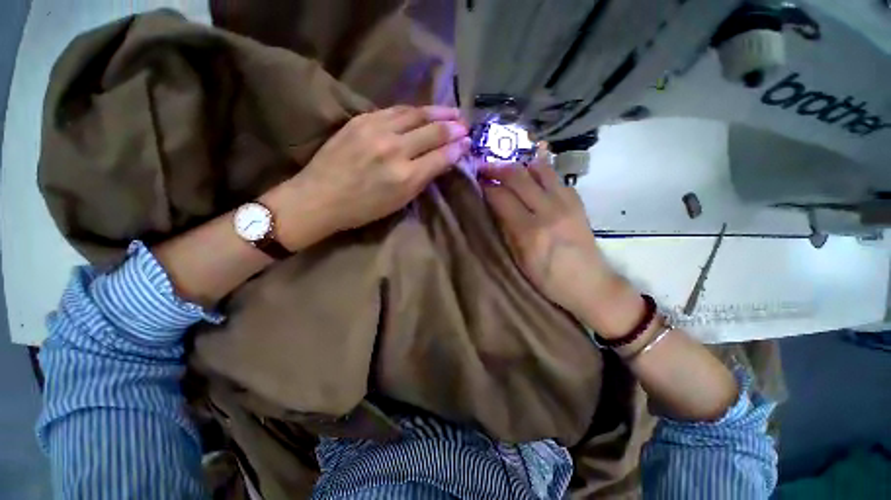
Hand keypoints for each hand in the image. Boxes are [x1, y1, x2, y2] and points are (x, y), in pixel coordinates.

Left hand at [264, 105, 469, 247]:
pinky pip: (395, 110)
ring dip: (437, 111)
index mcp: (406, 177)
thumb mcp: (399, 202)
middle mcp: (395, 149)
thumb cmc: (362, 208)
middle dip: (453, 128)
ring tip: (452, 111)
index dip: (458, 149)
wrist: (319, 197)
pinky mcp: (361, 119)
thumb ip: (423, 179)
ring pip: (416, 114)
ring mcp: (376, 130)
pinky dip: (413, 110)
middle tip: (465, 125)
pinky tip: (422, 110)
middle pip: (433, 132)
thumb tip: (443, 161)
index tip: (468, 143)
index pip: (441, 156)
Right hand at [479, 156, 642, 335]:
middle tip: (485, 168)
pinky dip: (539, 174)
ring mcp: (566, 203)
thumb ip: (506, 230)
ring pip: (540, 169)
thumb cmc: (549, 280)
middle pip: (519, 176)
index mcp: (530, 232)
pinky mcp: (578, 202)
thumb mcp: (520, 260)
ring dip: (520, 166)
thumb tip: (493, 206)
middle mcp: (549, 211)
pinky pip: (556, 178)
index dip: (486, 187)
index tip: (476, 183)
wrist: (590, 284)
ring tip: (508, 170)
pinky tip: (532, 181)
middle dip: (497, 168)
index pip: (501, 197)